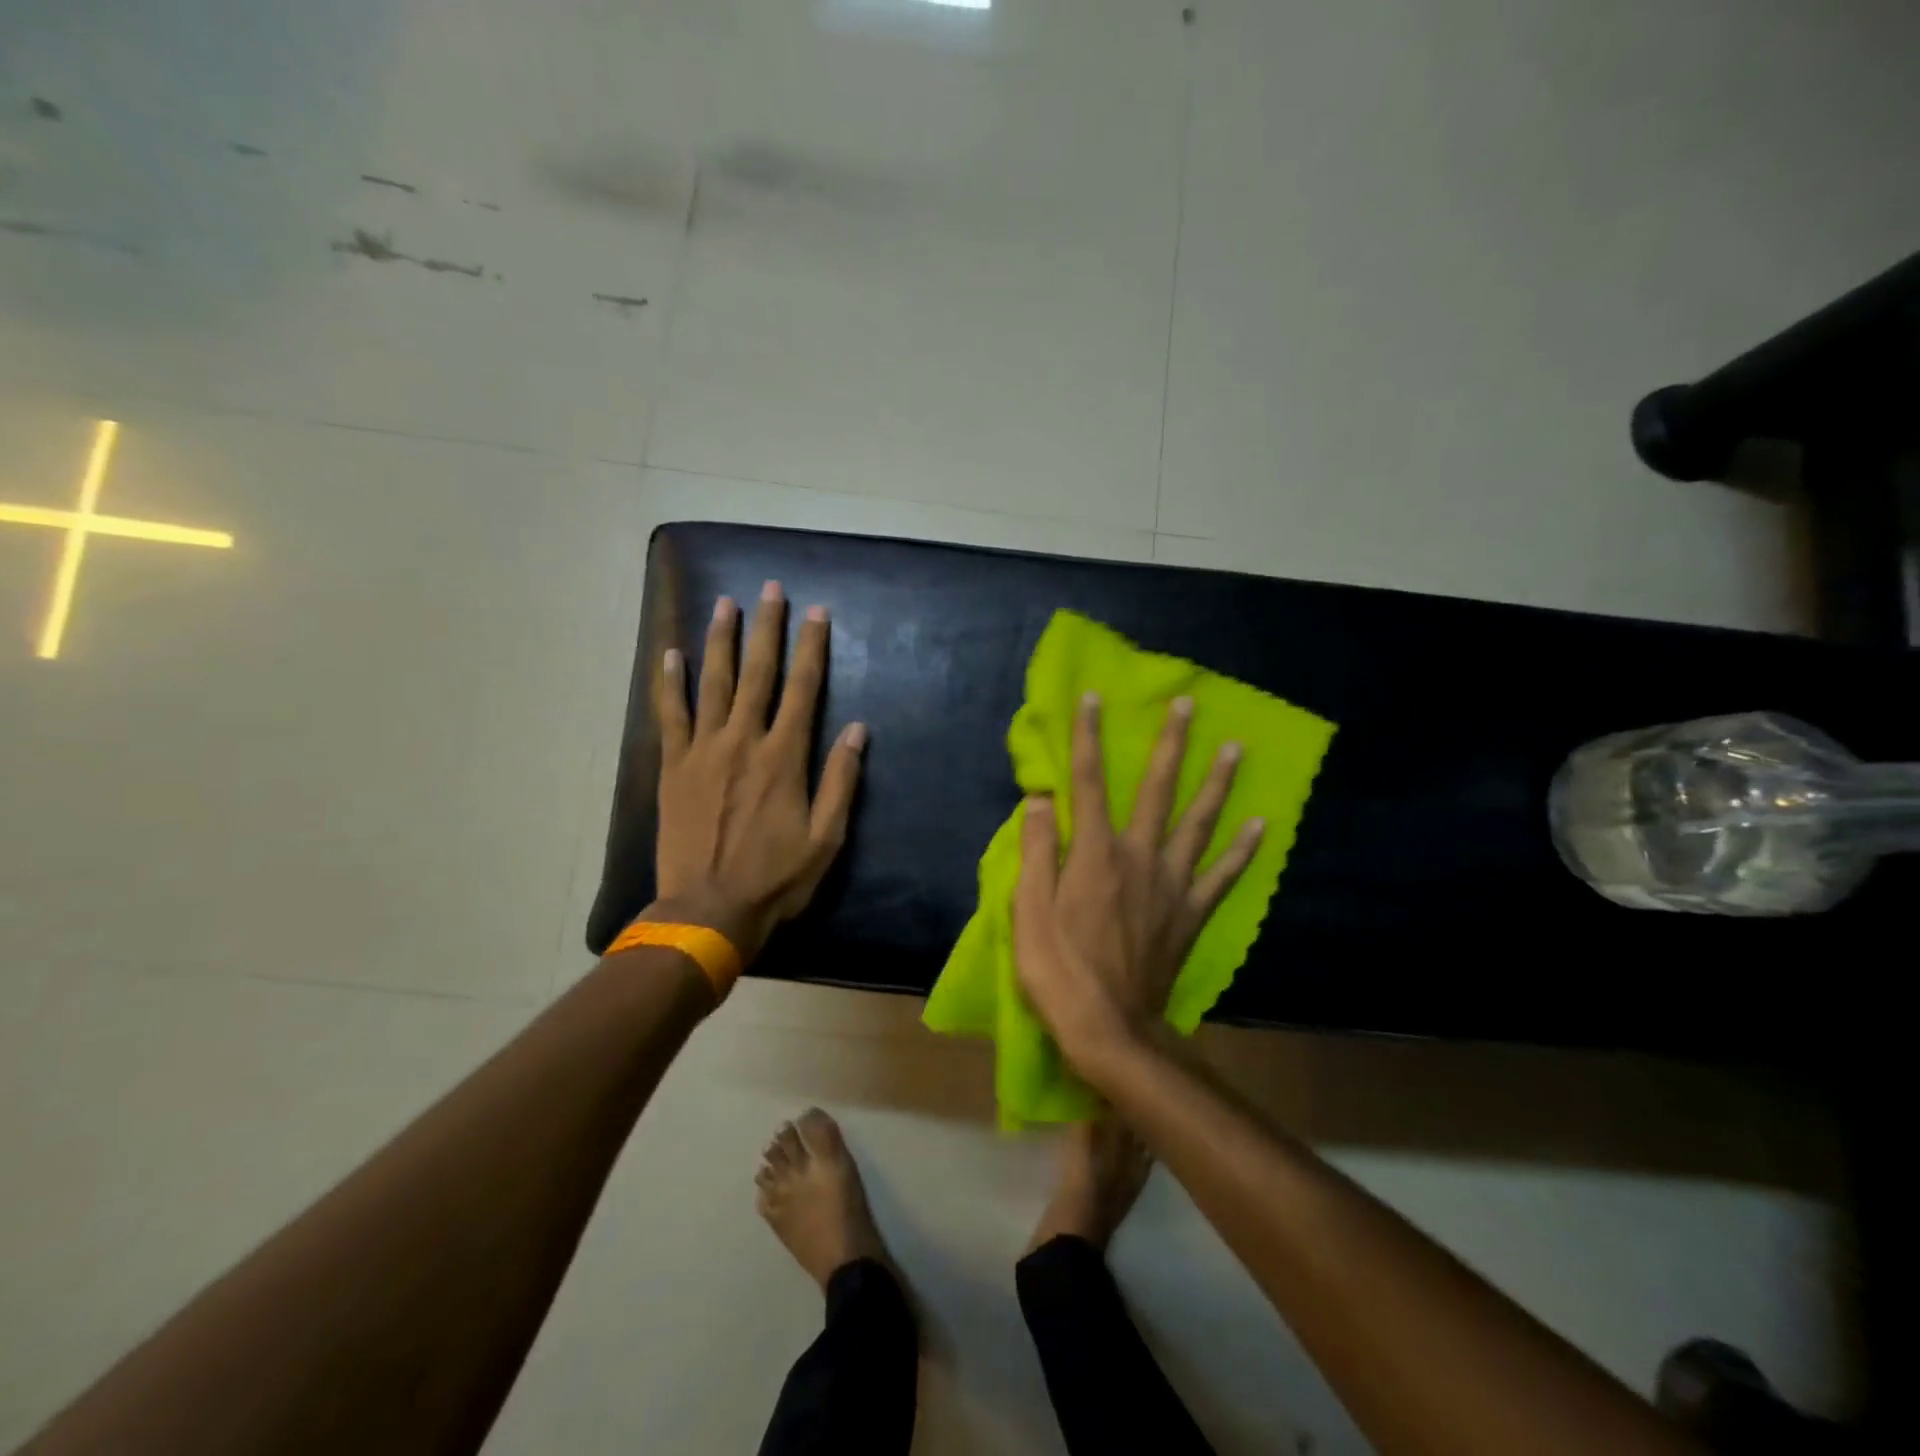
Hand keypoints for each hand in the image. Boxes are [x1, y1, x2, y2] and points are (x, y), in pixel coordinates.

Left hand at [650, 582, 865, 961]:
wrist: (708, 909)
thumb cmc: (776, 877)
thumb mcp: (826, 837)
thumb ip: (841, 779)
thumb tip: (857, 729)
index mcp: (784, 757)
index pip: (804, 688)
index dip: (812, 647)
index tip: (818, 613)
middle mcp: (744, 740)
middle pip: (758, 673)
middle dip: (766, 628)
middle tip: (770, 589)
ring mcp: (703, 750)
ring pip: (713, 682)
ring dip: (720, 640)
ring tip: (725, 603)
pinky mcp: (673, 766)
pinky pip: (670, 714)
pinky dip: (671, 682)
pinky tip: (671, 654)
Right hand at [1013, 692, 1262, 1067]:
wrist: (1109, 1029)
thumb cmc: (1058, 969)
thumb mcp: (1028, 910)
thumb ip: (1037, 850)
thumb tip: (1040, 798)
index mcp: (1095, 853)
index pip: (1090, 782)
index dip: (1088, 737)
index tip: (1093, 698)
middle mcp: (1139, 857)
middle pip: (1157, 790)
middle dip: (1171, 744)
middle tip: (1188, 705)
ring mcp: (1172, 885)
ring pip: (1199, 823)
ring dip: (1217, 783)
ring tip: (1236, 749)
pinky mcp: (1191, 914)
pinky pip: (1222, 876)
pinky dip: (1242, 850)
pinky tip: (1261, 826)